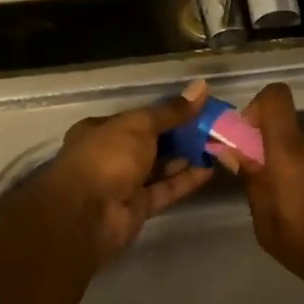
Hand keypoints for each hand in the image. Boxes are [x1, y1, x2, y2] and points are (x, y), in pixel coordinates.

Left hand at [45, 80, 215, 262]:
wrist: (87, 215)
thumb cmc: (106, 158)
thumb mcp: (139, 126)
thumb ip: (170, 111)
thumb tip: (201, 88)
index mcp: (100, 130)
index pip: (137, 118)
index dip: (166, 113)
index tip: (197, 109)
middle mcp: (110, 156)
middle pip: (150, 143)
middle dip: (180, 136)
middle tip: (214, 128)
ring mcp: (123, 184)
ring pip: (159, 168)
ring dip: (185, 158)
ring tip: (217, 147)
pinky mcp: (137, 208)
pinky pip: (164, 190)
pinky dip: (185, 181)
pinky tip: (209, 170)